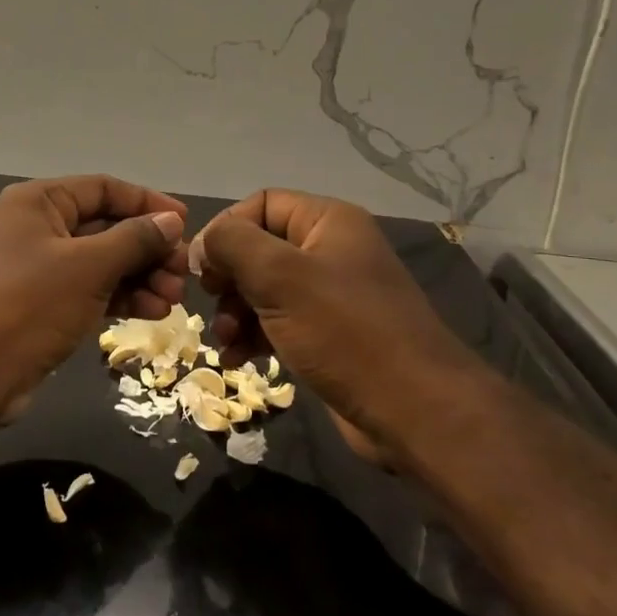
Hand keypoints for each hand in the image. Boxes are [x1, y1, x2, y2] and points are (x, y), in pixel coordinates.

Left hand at [0, 176, 188, 423]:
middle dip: (147, 248)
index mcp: (40, 202)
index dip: (147, 203)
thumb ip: (134, 239)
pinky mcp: (44, 305)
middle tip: (182, 273)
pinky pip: (92, 290)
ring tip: (172, 299)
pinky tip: (152, 312)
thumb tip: (172, 222)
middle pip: (106, 226)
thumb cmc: (28, 305)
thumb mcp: (88, 266)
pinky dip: (121, 297)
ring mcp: (41, 269)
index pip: (104, 189)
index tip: (186, 224)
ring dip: (140, 276)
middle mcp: (39, 228)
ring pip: (102, 262)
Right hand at [188, 190, 483, 455]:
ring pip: (264, 289)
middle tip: (211, 303)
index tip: (203, 268)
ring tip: (225, 341)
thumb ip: (233, 244)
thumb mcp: (280, 277)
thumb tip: (204, 242)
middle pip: (259, 248)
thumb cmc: (344, 331)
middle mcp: (331, 251)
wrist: (413, 411)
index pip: (261, 204)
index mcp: (328, 222)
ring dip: (235, 312)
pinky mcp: (329, 335)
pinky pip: (278, 322)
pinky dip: (253, 335)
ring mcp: (331, 296)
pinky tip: (237, 359)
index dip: (226, 229)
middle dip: (228, 278)